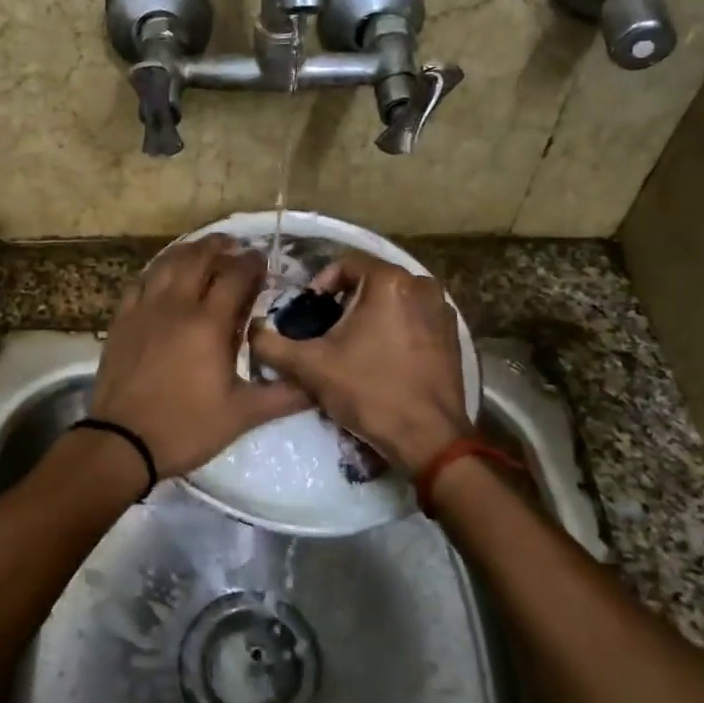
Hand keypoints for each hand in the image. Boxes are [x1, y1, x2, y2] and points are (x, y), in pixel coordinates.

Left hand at [91, 236, 311, 477]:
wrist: (122, 442)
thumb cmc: (186, 427)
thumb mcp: (242, 415)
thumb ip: (283, 395)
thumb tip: (318, 385)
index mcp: (209, 324)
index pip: (235, 276)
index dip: (252, 263)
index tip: (263, 261)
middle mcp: (176, 305)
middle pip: (198, 258)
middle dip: (220, 246)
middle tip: (234, 246)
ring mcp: (144, 310)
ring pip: (166, 264)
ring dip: (188, 251)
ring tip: (202, 250)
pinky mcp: (122, 321)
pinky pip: (140, 282)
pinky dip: (156, 271)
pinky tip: (162, 276)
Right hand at [249, 250, 470, 473]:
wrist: (428, 438)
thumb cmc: (369, 392)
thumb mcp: (310, 367)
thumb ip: (272, 345)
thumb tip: (252, 331)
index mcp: (389, 281)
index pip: (344, 263)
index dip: (319, 286)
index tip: (308, 315)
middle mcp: (421, 284)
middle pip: (369, 280)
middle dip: (344, 301)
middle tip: (324, 332)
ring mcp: (442, 309)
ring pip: (392, 299)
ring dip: (369, 314)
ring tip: (350, 346)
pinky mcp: (451, 334)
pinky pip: (413, 318)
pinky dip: (394, 328)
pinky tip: (380, 358)